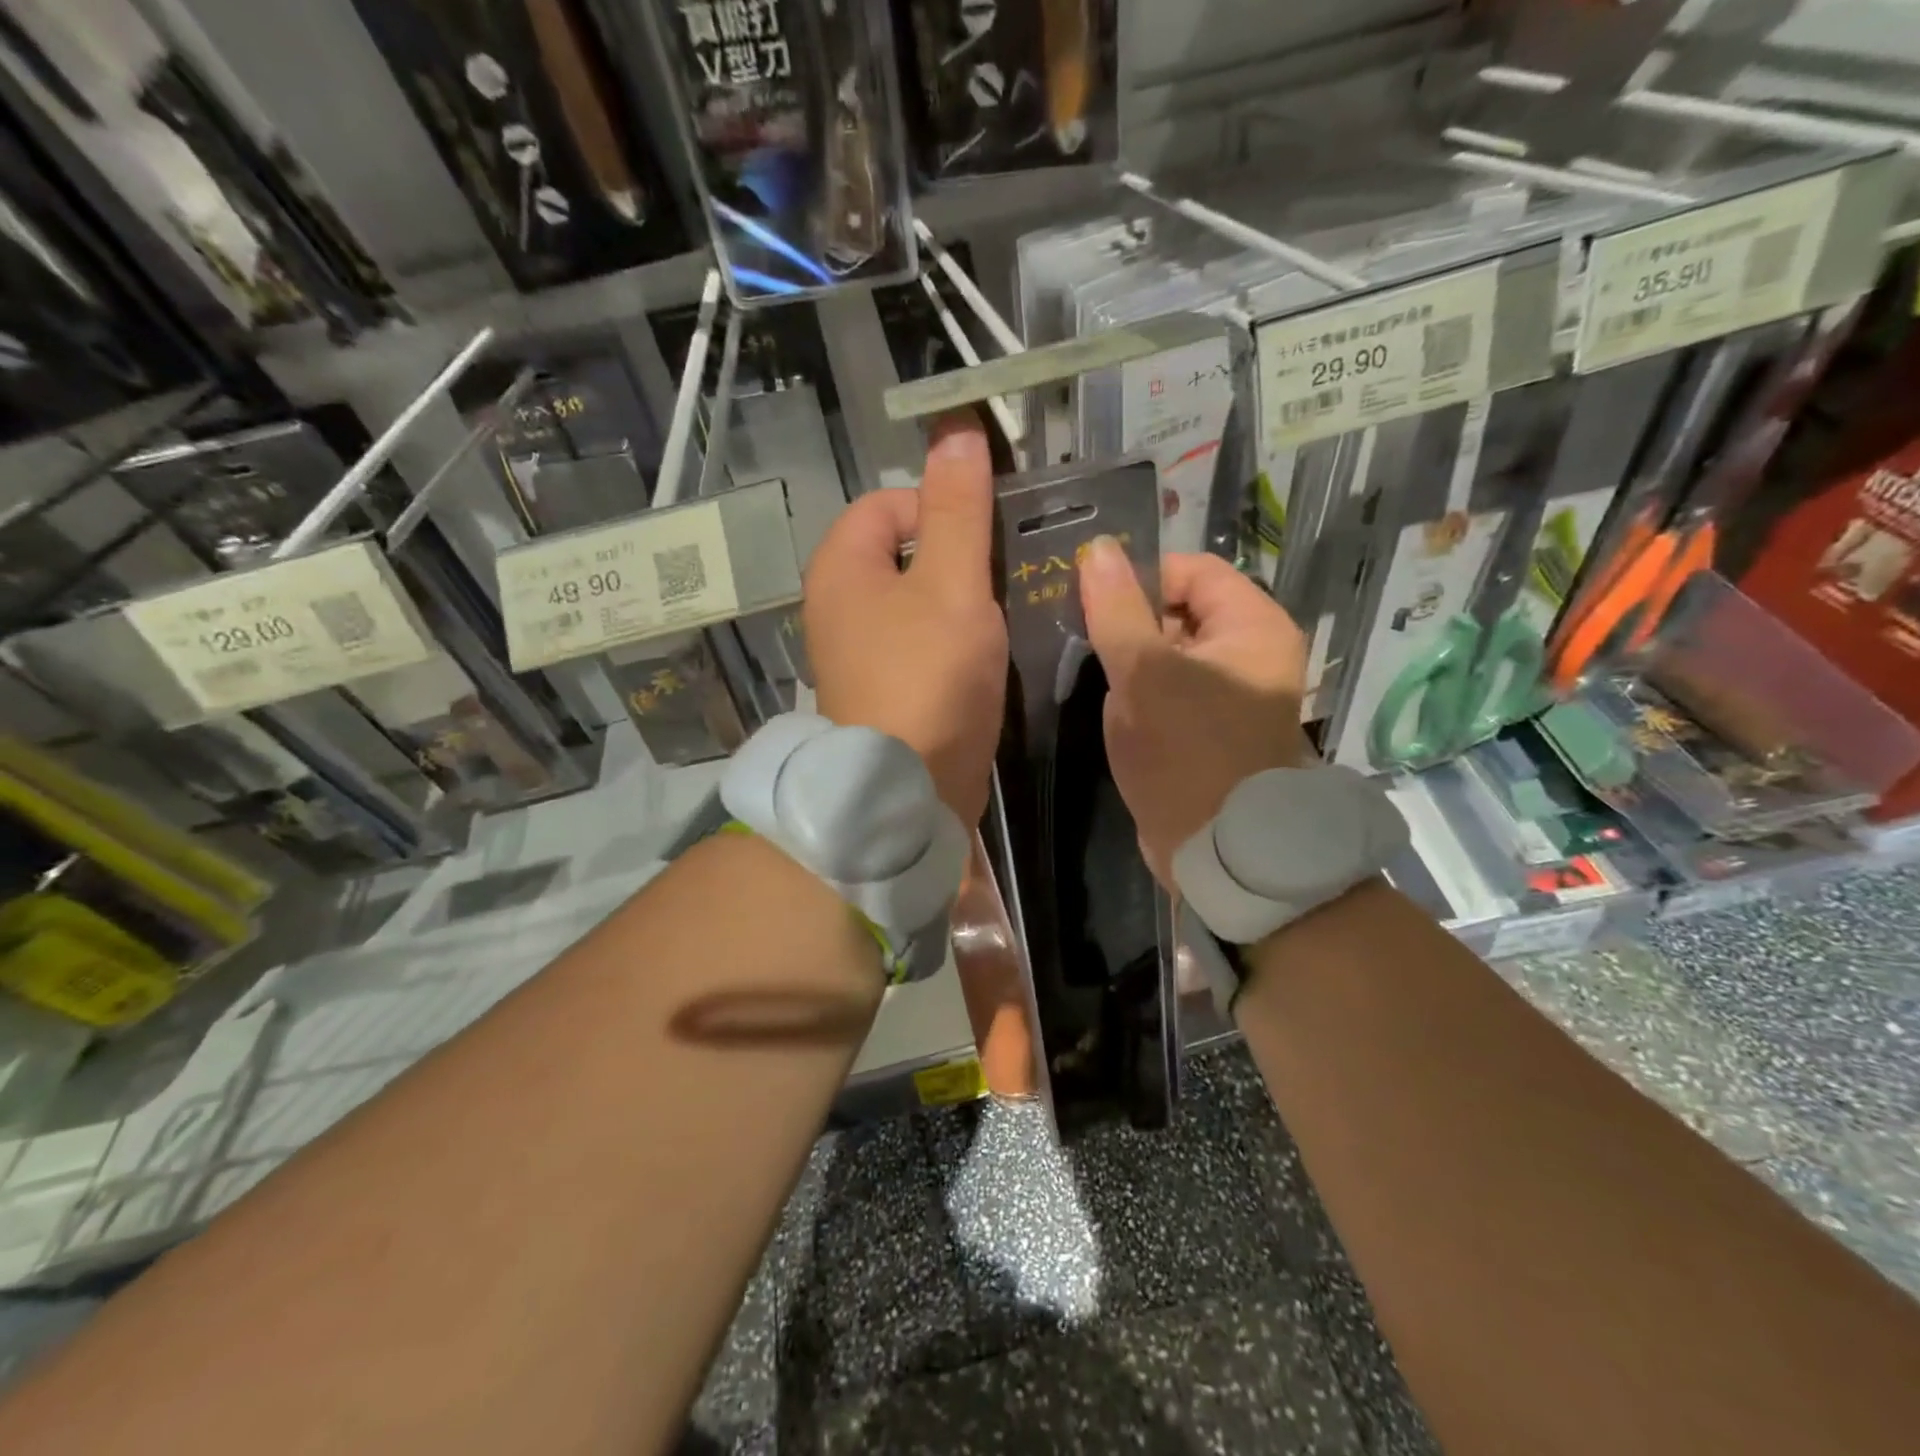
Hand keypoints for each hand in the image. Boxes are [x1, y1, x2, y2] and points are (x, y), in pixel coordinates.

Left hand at [804, 415, 1007, 827]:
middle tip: (1004, 581)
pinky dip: (951, 643)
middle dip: (957, 558)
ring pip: (916, 602)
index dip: (940, 508)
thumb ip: (957, 509)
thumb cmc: (927, 677)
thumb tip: (956, 428)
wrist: (905, 792)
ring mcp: (856, 653)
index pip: (888, 503)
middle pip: (903, 553)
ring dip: (960, 603)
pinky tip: (985, 659)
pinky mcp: (881, 691)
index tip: (987, 542)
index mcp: (841, 566)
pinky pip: (919, 645)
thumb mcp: (951, 583)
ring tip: (1003, 618)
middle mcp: (837, 605)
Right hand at [1079, 542, 1310, 884]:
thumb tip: (1098, 549)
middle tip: (1085, 642)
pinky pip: (1173, 692)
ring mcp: (1234, 695)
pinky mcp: (1213, 730)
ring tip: (1094, 676)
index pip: (1192, 571)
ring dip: (1132, 662)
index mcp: (1252, 626)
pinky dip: (1143, 694)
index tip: (1092, 603)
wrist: (1220, 854)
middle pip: (1181, 611)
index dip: (1141, 578)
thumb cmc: (1187, 752)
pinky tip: (1113, 708)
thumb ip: (1118, 609)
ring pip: (1172, 654)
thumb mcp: (1144, 674)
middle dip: (1131, 623)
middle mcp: (1252, 653)